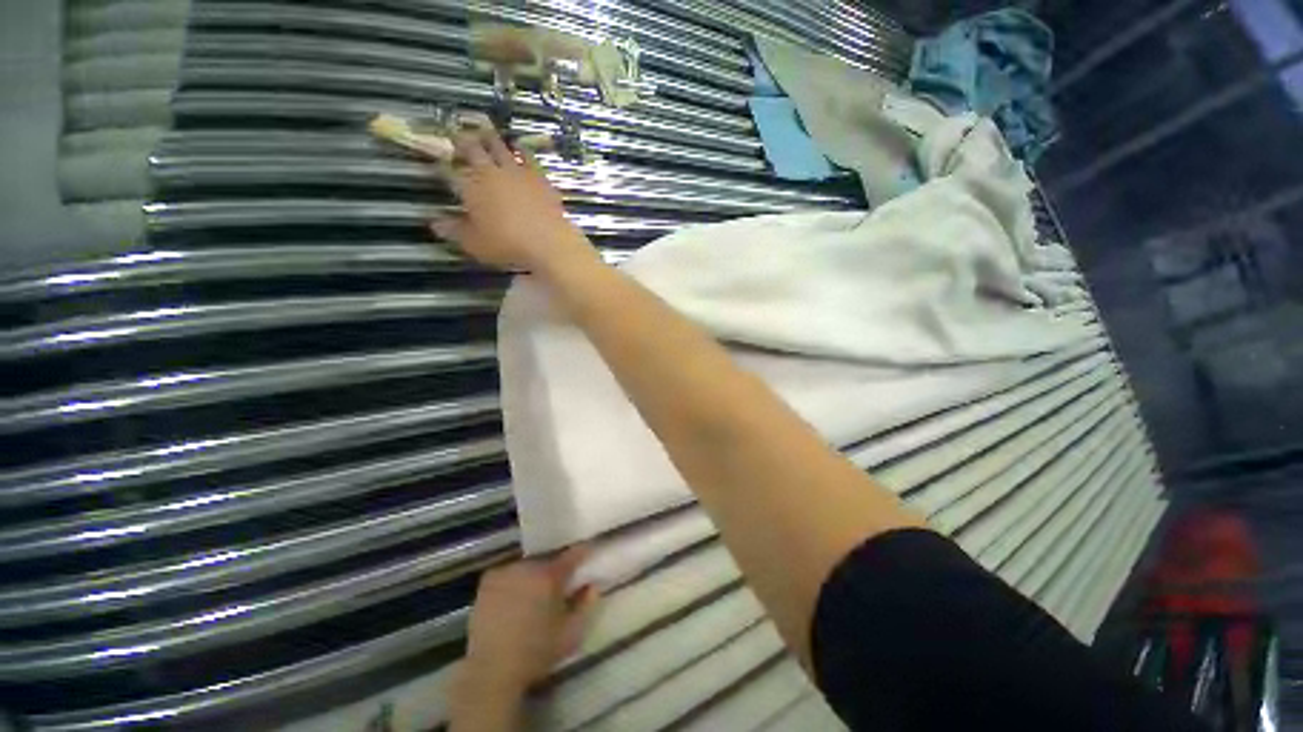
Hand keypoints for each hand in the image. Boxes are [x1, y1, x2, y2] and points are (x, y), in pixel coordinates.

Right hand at [431, 130, 595, 272]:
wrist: (549, 243)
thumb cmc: (507, 245)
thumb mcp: (475, 244)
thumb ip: (454, 231)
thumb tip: (434, 222)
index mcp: (471, 186)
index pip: (450, 171)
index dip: (443, 166)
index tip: (439, 162)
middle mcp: (491, 172)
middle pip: (474, 150)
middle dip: (463, 141)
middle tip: (457, 132)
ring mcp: (517, 172)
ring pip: (500, 147)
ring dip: (490, 138)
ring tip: (485, 129)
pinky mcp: (540, 178)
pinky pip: (528, 158)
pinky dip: (521, 150)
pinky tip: (520, 147)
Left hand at [461, 547, 600, 694]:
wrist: (492, 671)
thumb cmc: (536, 653)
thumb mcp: (571, 634)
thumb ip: (585, 605)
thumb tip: (591, 585)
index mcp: (551, 576)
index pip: (574, 554)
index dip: (583, 552)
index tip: (588, 553)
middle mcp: (529, 567)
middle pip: (548, 560)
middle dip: (555, 569)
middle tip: (558, 585)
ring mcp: (506, 571)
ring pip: (528, 566)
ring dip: (534, 575)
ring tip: (533, 594)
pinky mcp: (488, 581)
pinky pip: (508, 572)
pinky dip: (514, 580)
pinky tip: (513, 597)